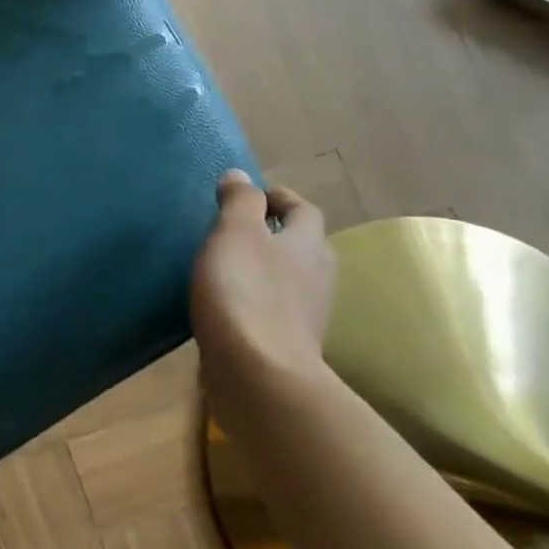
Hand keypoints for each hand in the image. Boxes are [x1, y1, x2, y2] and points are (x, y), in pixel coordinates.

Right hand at [190, 170, 335, 405]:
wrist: (259, 373)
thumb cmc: (245, 290)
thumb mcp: (235, 233)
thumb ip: (239, 202)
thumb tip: (241, 176)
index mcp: (308, 245)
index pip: (304, 210)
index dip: (280, 198)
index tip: (251, 196)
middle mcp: (317, 277)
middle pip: (304, 246)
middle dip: (278, 234)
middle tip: (239, 229)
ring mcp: (307, 315)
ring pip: (292, 279)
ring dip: (268, 268)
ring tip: (230, 265)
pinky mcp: (289, 344)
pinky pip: (276, 309)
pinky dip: (258, 299)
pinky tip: (231, 304)